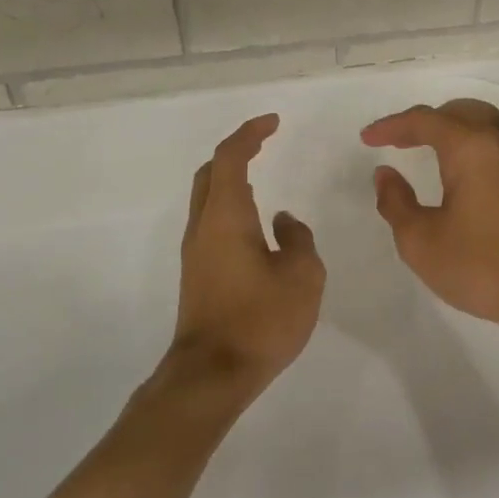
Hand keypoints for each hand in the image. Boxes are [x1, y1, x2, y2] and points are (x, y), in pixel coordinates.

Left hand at [169, 114, 324, 397]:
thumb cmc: (260, 320)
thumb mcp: (302, 276)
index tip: (273, 122)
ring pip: (206, 198)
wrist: (211, 375)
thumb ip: (299, 239)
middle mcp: (203, 227)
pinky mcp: (197, 274)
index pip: (231, 158)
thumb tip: (283, 222)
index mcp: (226, 217)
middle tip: (263, 143)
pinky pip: (211, 222)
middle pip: (210, 173)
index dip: (250, 134)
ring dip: (230, 179)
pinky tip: (254, 223)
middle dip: (235, 151)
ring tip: (261, 177)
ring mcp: (195, 252)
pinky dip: (230, 206)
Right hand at [362, 104, 498, 347]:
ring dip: (447, 136)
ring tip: (422, 152)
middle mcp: (498, 146)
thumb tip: (386, 174)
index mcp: (470, 148)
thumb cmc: (480, 265)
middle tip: (393, 140)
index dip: (391, 126)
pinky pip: (492, 154)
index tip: (367, 138)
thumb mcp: (421, 240)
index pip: (424, 121)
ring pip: (478, 133)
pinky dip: (467, 154)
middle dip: (420, 124)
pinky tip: (458, 179)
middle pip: (455, 117)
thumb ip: (396, 202)